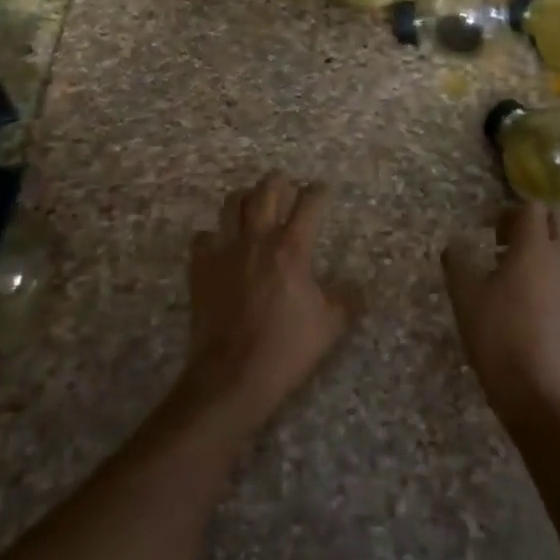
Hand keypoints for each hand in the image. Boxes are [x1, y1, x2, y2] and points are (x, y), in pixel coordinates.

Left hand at [182, 173, 356, 436]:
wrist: (231, 376)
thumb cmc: (286, 349)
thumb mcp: (330, 327)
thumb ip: (347, 300)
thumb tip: (359, 287)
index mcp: (292, 247)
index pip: (309, 202)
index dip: (318, 191)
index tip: (322, 190)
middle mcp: (258, 238)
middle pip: (267, 189)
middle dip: (279, 182)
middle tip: (287, 188)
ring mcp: (225, 250)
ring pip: (231, 203)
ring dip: (245, 198)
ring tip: (253, 205)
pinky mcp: (200, 267)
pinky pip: (204, 236)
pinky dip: (214, 235)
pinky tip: (221, 246)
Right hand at [442, 203, 559, 425]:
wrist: (530, 387)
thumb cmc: (495, 332)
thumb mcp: (464, 293)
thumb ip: (457, 260)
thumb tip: (454, 244)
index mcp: (534, 247)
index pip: (533, 206)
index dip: (510, 209)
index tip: (488, 225)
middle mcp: (557, 258)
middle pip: (552, 222)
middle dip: (527, 222)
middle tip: (498, 238)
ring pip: (557, 247)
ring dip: (535, 245)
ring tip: (502, 265)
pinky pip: (558, 271)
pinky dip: (540, 268)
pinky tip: (514, 292)